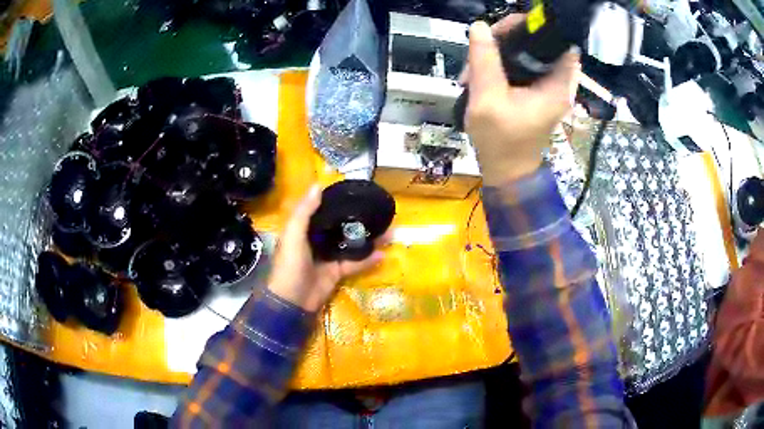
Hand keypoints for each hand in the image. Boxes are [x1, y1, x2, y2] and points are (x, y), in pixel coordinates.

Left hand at [267, 185, 388, 311]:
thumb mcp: (293, 235)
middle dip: (357, 219)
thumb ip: (304, 211)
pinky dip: (368, 260)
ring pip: (351, 243)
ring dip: (367, 238)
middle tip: (377, 211)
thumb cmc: (290, 265)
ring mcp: (328, 257)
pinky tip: (383, 253)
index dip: (335, 201)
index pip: (321, 210)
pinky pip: (355, 263)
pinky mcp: (337, 272)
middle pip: (340, 226)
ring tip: (387, 230)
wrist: (292, 301)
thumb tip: (319, 185)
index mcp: (304, 229)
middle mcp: (317, 240)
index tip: (355, 192)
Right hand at [464, 16, 579, 183]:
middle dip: (507, 38)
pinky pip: (521, 63)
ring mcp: (547, 84)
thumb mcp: (488, 98)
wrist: (506, 170)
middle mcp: (558, 81)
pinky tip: (481, 72)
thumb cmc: (500, 140)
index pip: (555, 39)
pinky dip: (501, 62)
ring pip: (526, 50)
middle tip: (482, 47)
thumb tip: (480, 26)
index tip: (502, 31)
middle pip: (537, 41)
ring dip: (499, 51)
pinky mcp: (536, 89)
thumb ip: (484, 60)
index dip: (530, 27)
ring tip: (474, 66)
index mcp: (557, 84)